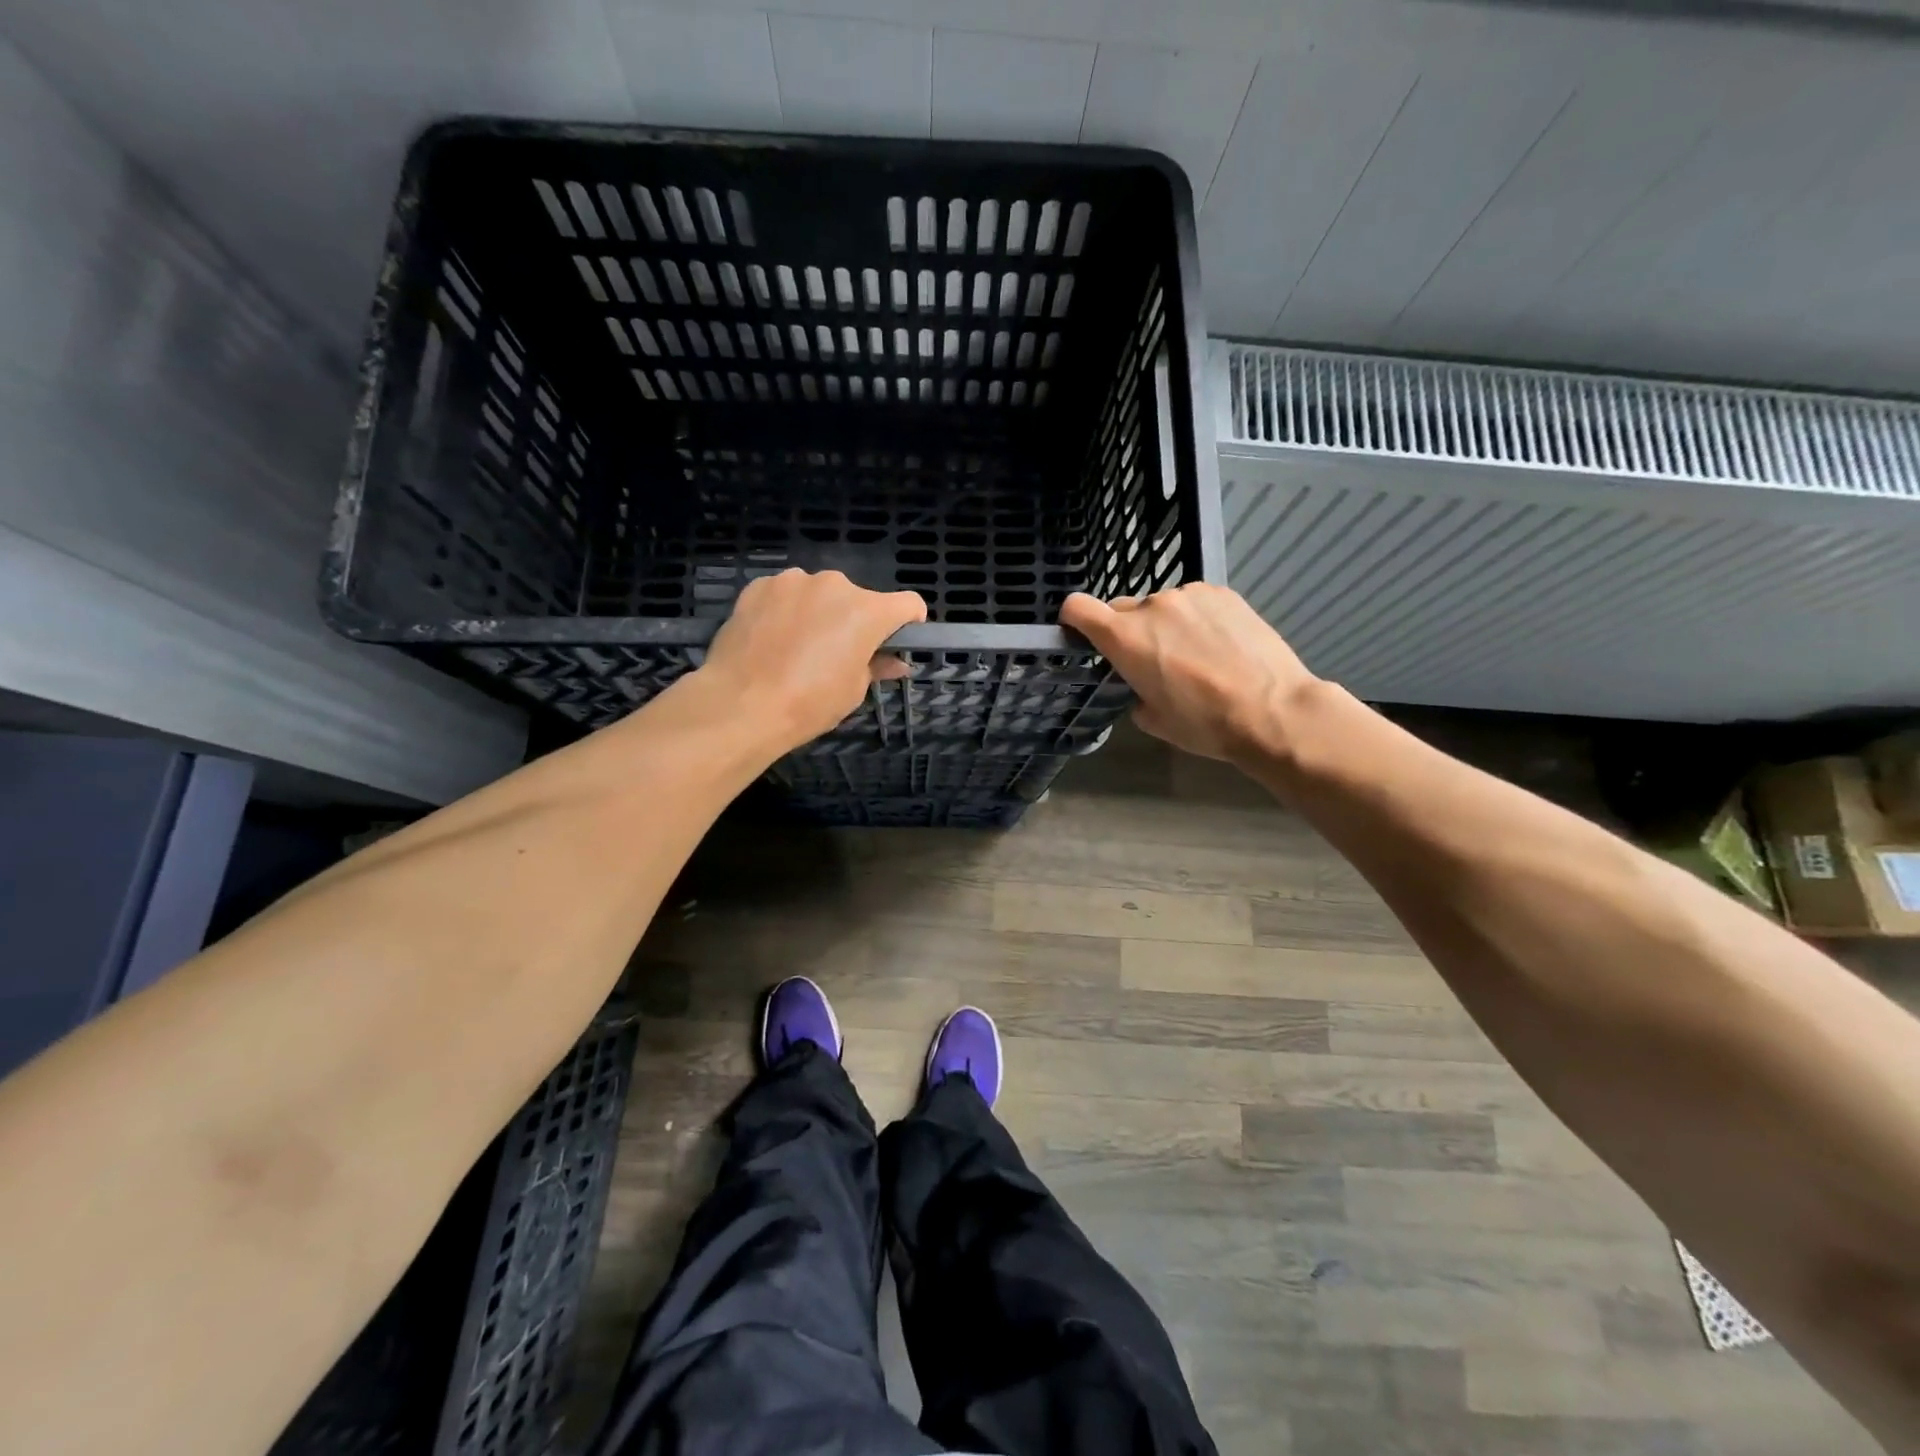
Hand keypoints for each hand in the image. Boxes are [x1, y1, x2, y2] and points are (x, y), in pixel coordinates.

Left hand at [703, 569, 925, 747]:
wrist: (741, 703)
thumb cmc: (809, 702)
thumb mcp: (853, 690)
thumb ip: (876, 666)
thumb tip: (895, 663)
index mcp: (868, 611)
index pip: (908, 604)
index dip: (908, 623)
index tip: (896, 642)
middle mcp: (835, 585)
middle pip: (858, 599)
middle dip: (853, 620)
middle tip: (837, 654)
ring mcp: (793, 581)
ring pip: (818, 594)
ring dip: (818, 612)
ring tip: (797, 647)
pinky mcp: (759, 585)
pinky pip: (785, 595)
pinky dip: (786, 610)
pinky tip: (771, 639)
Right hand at [1060, 585, 1318, 763]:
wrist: (1273, 709)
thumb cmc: (1205, 723)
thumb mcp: (1153, 720)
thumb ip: (1134, 692)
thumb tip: (1142, 686)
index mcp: (1124, 638)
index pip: (1077, 608)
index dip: (1073, 619)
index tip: (1081, 634)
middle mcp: (1151, 605)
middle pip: (1122, 610)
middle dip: (1128, 632)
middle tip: (1152, 661)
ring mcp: (1189, 594)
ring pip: (1162, 606)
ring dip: (1166, 625)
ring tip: (1196, 655)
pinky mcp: (1222, 592)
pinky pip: (1194, 603)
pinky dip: (1197, 619)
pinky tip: (1220, 646)